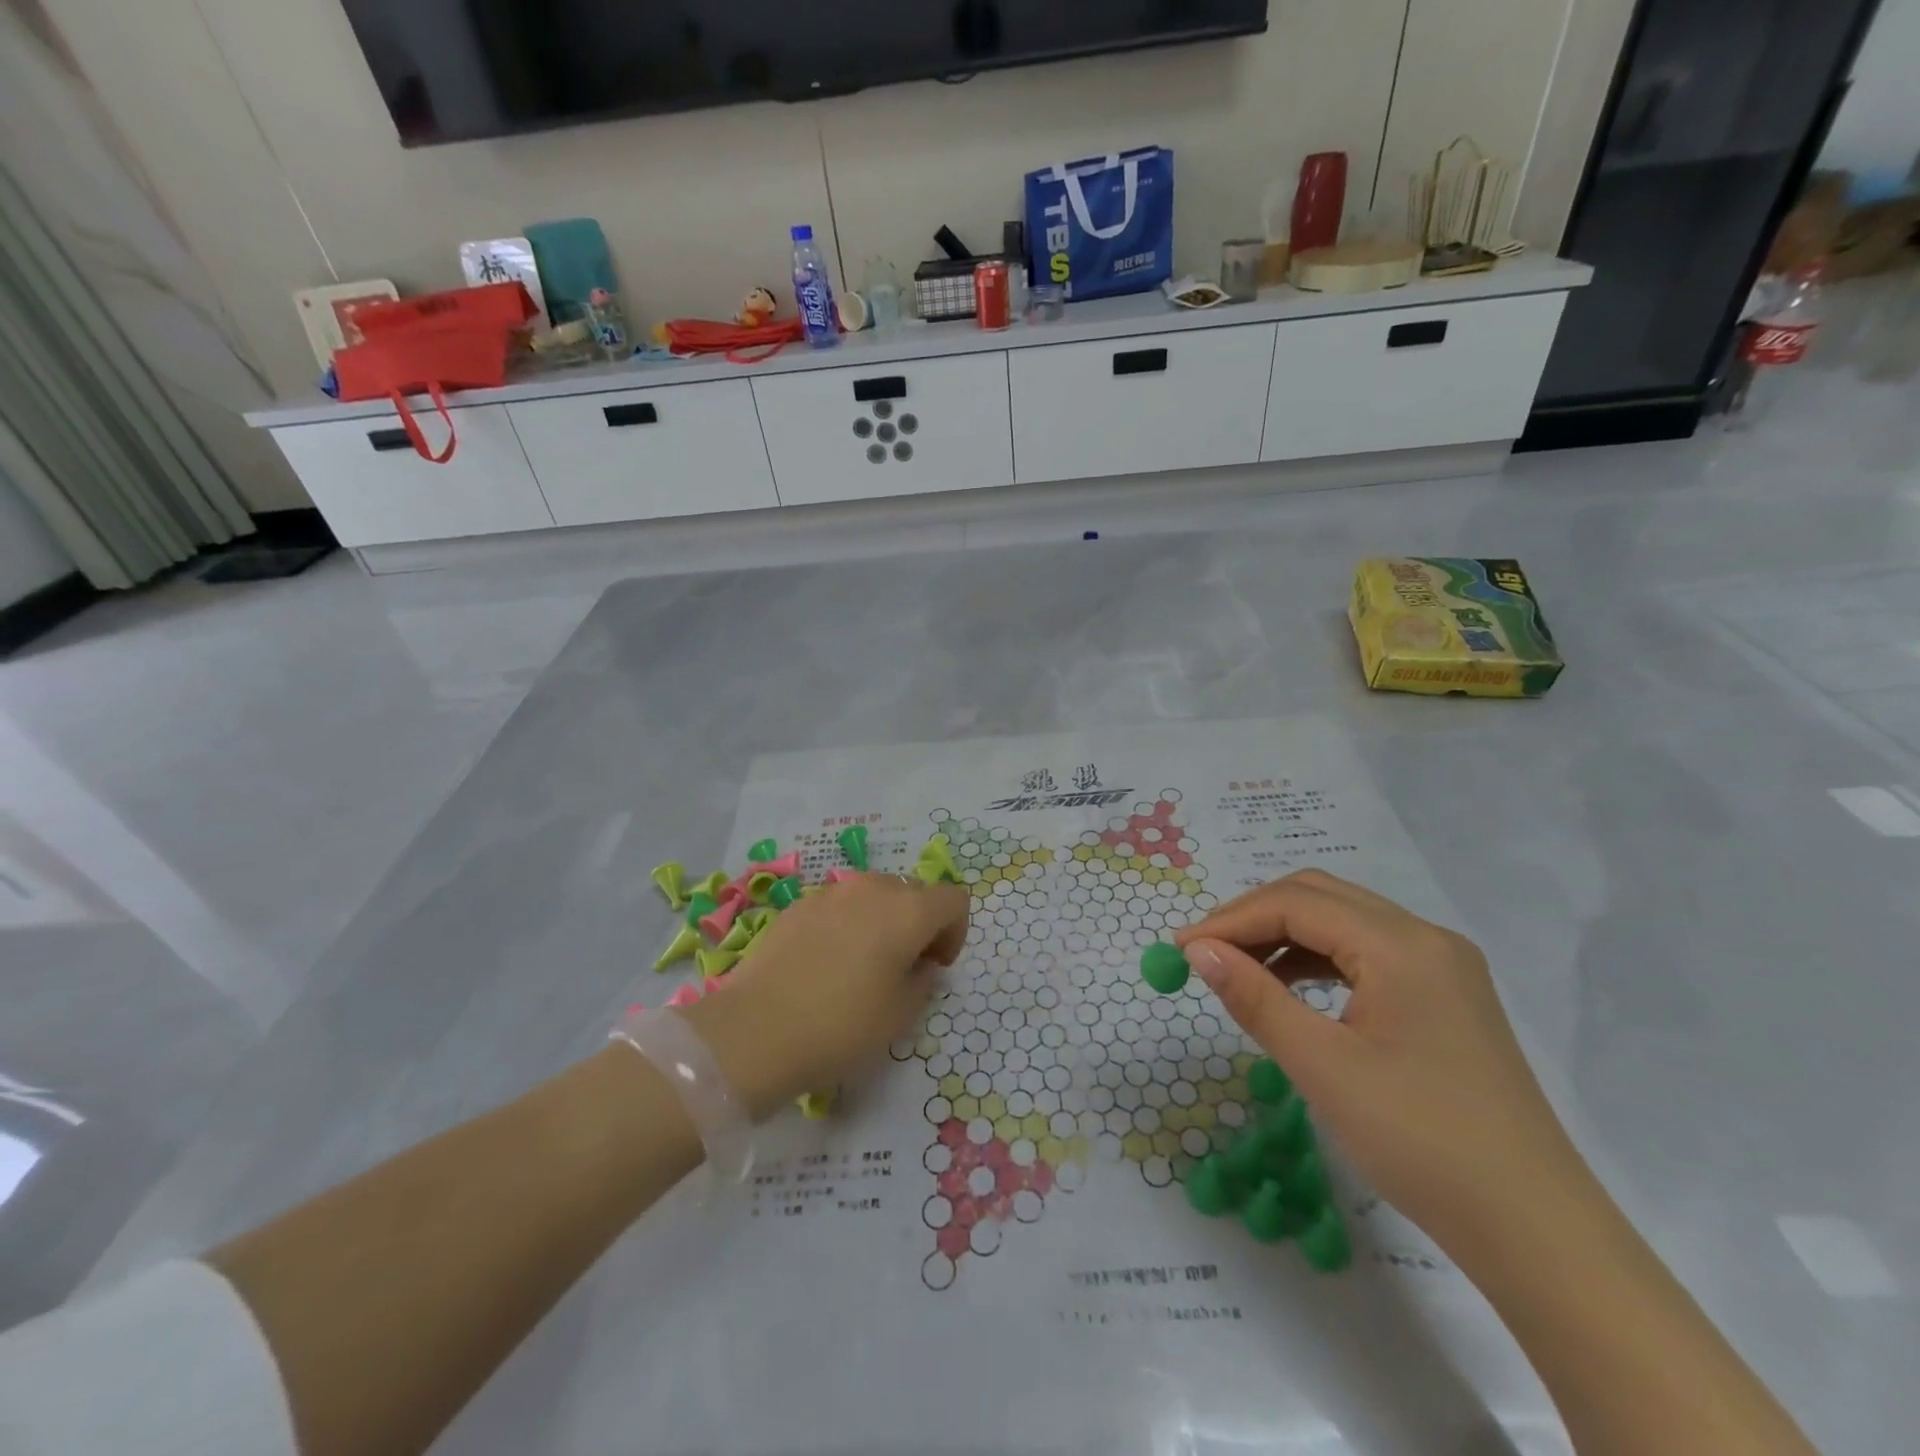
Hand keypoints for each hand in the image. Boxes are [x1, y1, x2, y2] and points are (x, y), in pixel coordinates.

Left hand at [681, 874, 968, 1119]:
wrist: (756, 1030)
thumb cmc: (842, 1026)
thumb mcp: (901, 1015)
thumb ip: (923, 980)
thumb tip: (920, 963)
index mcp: (908, 911)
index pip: (953, 900)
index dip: (955, 932)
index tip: (936, 966)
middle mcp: (872, 888)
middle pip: (913, 892)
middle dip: (918, 924)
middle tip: (904, 967)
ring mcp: (831, 892)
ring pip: (874, 894)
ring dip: (882, 920)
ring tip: (863, 963)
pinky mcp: (798, 905)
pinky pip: (839, 905)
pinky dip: (846, 924)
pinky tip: (826, 963)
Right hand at [1174, 870, 1586, 1257]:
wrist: (1535, 1230)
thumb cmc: (1420, 1142)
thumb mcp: (1323, 1067)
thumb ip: (1255, 998)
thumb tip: (1197, 951)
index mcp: (1401, 945)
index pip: (1295, 904)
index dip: (1230, 920)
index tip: (1180, 950)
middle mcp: (1425, 938)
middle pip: (1320, 897)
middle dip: (1254, 917)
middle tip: (1204, 954)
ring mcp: (1442, 965)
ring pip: (1343, 921)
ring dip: (1284, 935)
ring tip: (1239, 972)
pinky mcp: (1446, 996)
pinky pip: (1367, 953)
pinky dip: (1318, 959)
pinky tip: (1292, 990)